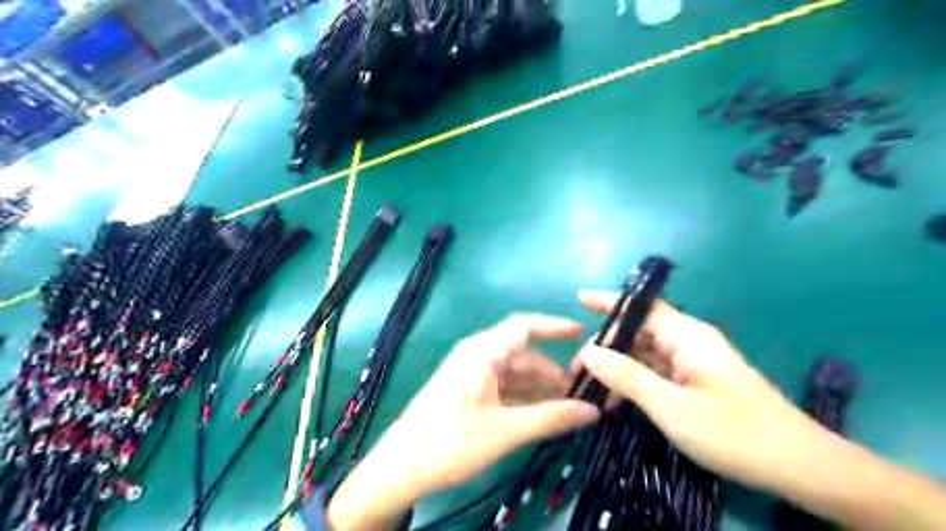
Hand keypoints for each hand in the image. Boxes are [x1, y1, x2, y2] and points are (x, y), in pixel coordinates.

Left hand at [329, 314, 597, 527]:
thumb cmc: (451, 441)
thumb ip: (550, 418)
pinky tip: (540, 413)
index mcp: (483, 351)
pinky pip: (502, 386)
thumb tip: (592, 411)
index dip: (554, 326)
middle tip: (582, 392)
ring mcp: (470, 373)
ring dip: (539, 387)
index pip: (524, 326)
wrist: (400, 467)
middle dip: (552, 371)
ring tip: (566, 407)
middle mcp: (477, 355)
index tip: (583, 333)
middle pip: (522, 354)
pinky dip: (522, 397)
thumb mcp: (505, 431)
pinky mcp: (467, 390)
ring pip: (513, 372)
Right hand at [573, 288, 817, 490]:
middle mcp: (690, 341)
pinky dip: (636, 380)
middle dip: (608, 343)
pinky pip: (658, 371)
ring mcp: (696, 362)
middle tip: (577, 367)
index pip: (642, 306)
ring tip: (590, 384)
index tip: (579, 298)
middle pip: (640, 330)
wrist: (800, 467)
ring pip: (647, 352)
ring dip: (619, 364)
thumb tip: (588, 351)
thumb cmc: (735, 433)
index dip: (610, 301)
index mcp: (687, 336)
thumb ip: (627, 377)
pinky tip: (617, 398)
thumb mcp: (672, 407)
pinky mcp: (699, 381)